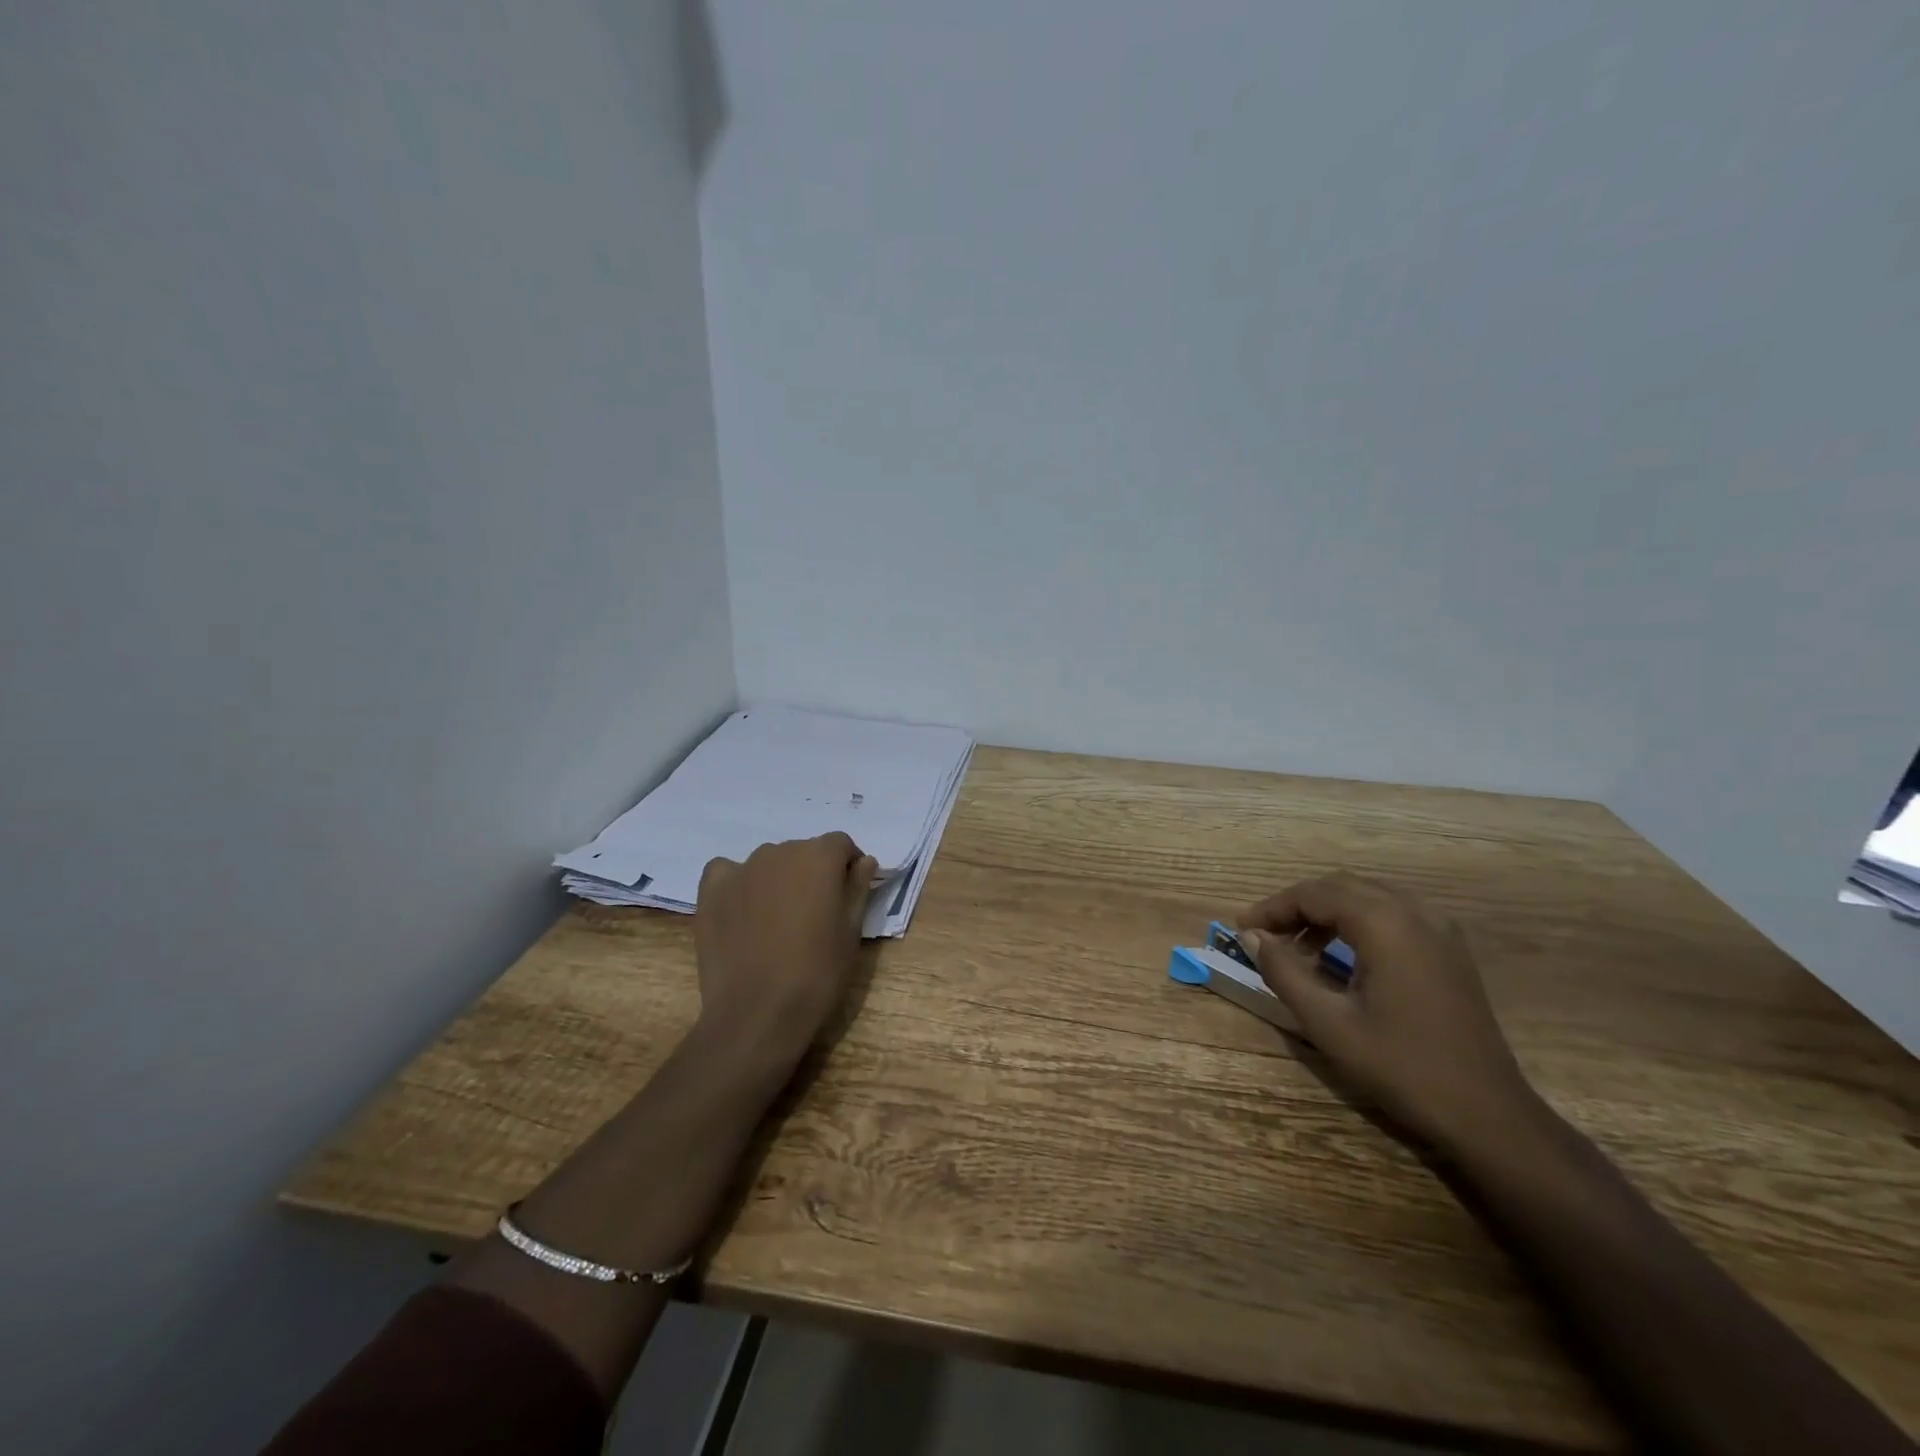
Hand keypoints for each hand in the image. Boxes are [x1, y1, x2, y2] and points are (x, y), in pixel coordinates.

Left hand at [694, 833, 876, 1069]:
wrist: (758, 1014)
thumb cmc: (818, 973)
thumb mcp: (852, 932)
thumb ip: (858, 888)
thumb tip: (864, 861)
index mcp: (819, 857)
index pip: (840, 845)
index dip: (848, 866)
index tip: (848, 894)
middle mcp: (779, 851)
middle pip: (803, 852)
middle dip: (813, 874)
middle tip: (815, 914)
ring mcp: (741, 869)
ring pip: (769, 863)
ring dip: (778, 880)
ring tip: (778, 921)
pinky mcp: (712, 891)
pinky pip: (728, 872)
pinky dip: (739, 884)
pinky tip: (743, 911)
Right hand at [1236, 872, 1535, 1155]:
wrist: (1488, 1115)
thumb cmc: (1402, 1067)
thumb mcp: (1328, 1023)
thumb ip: (1283, 971)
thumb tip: (1252, 936)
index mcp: (1385, 924)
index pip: (1314, 894)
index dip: (1273, 907)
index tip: (1242, 928)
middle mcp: (1414, 912)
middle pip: (1340, 887)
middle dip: (1297, 905)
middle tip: (1264, 934)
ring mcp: (1439, 929)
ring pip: (1367, 896)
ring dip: (1326, 912)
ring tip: (1296, 947)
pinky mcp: (1449, 949)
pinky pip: (1392, 914)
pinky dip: (1356, 922)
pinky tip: (1340, 956)